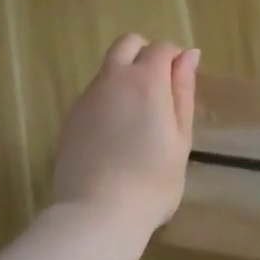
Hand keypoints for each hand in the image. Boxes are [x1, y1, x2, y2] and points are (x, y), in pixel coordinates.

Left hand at [50, 34, 198, 237]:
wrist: (96, 215)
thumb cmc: (152, 181)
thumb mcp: (180, 138)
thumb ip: (183, 92)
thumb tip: (189, 55)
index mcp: (145, 80)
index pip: (161, 48)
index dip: (175, 60)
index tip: (182, 84)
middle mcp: (112, 79)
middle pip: (128, 44)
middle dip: (146, 55)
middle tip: (160, 92)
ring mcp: (87, 97)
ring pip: (108, 69)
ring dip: (126, 78)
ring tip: (139, 120)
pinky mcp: (71, 118)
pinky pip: (94, 94)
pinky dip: (109, 100)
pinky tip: (117, 135)